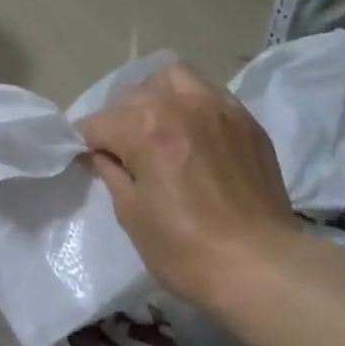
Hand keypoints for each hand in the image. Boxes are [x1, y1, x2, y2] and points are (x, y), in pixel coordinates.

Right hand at [77, 63, 297, 309]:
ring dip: (156, 97)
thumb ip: (111, 173)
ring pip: (176, 79)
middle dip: (118, 120)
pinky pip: (210, 95)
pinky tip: (192, 135)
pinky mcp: (248, 122)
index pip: (98, 123)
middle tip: (121, 153)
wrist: (259, 266)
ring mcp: (221, 108)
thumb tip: (100, 154)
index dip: (85, 144)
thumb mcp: (131, 215)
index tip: (86, 162)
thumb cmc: (185, 250)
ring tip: (157, 129)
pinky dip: (191, 105)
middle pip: (134, 95)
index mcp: (146, 127)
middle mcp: (183, 104)